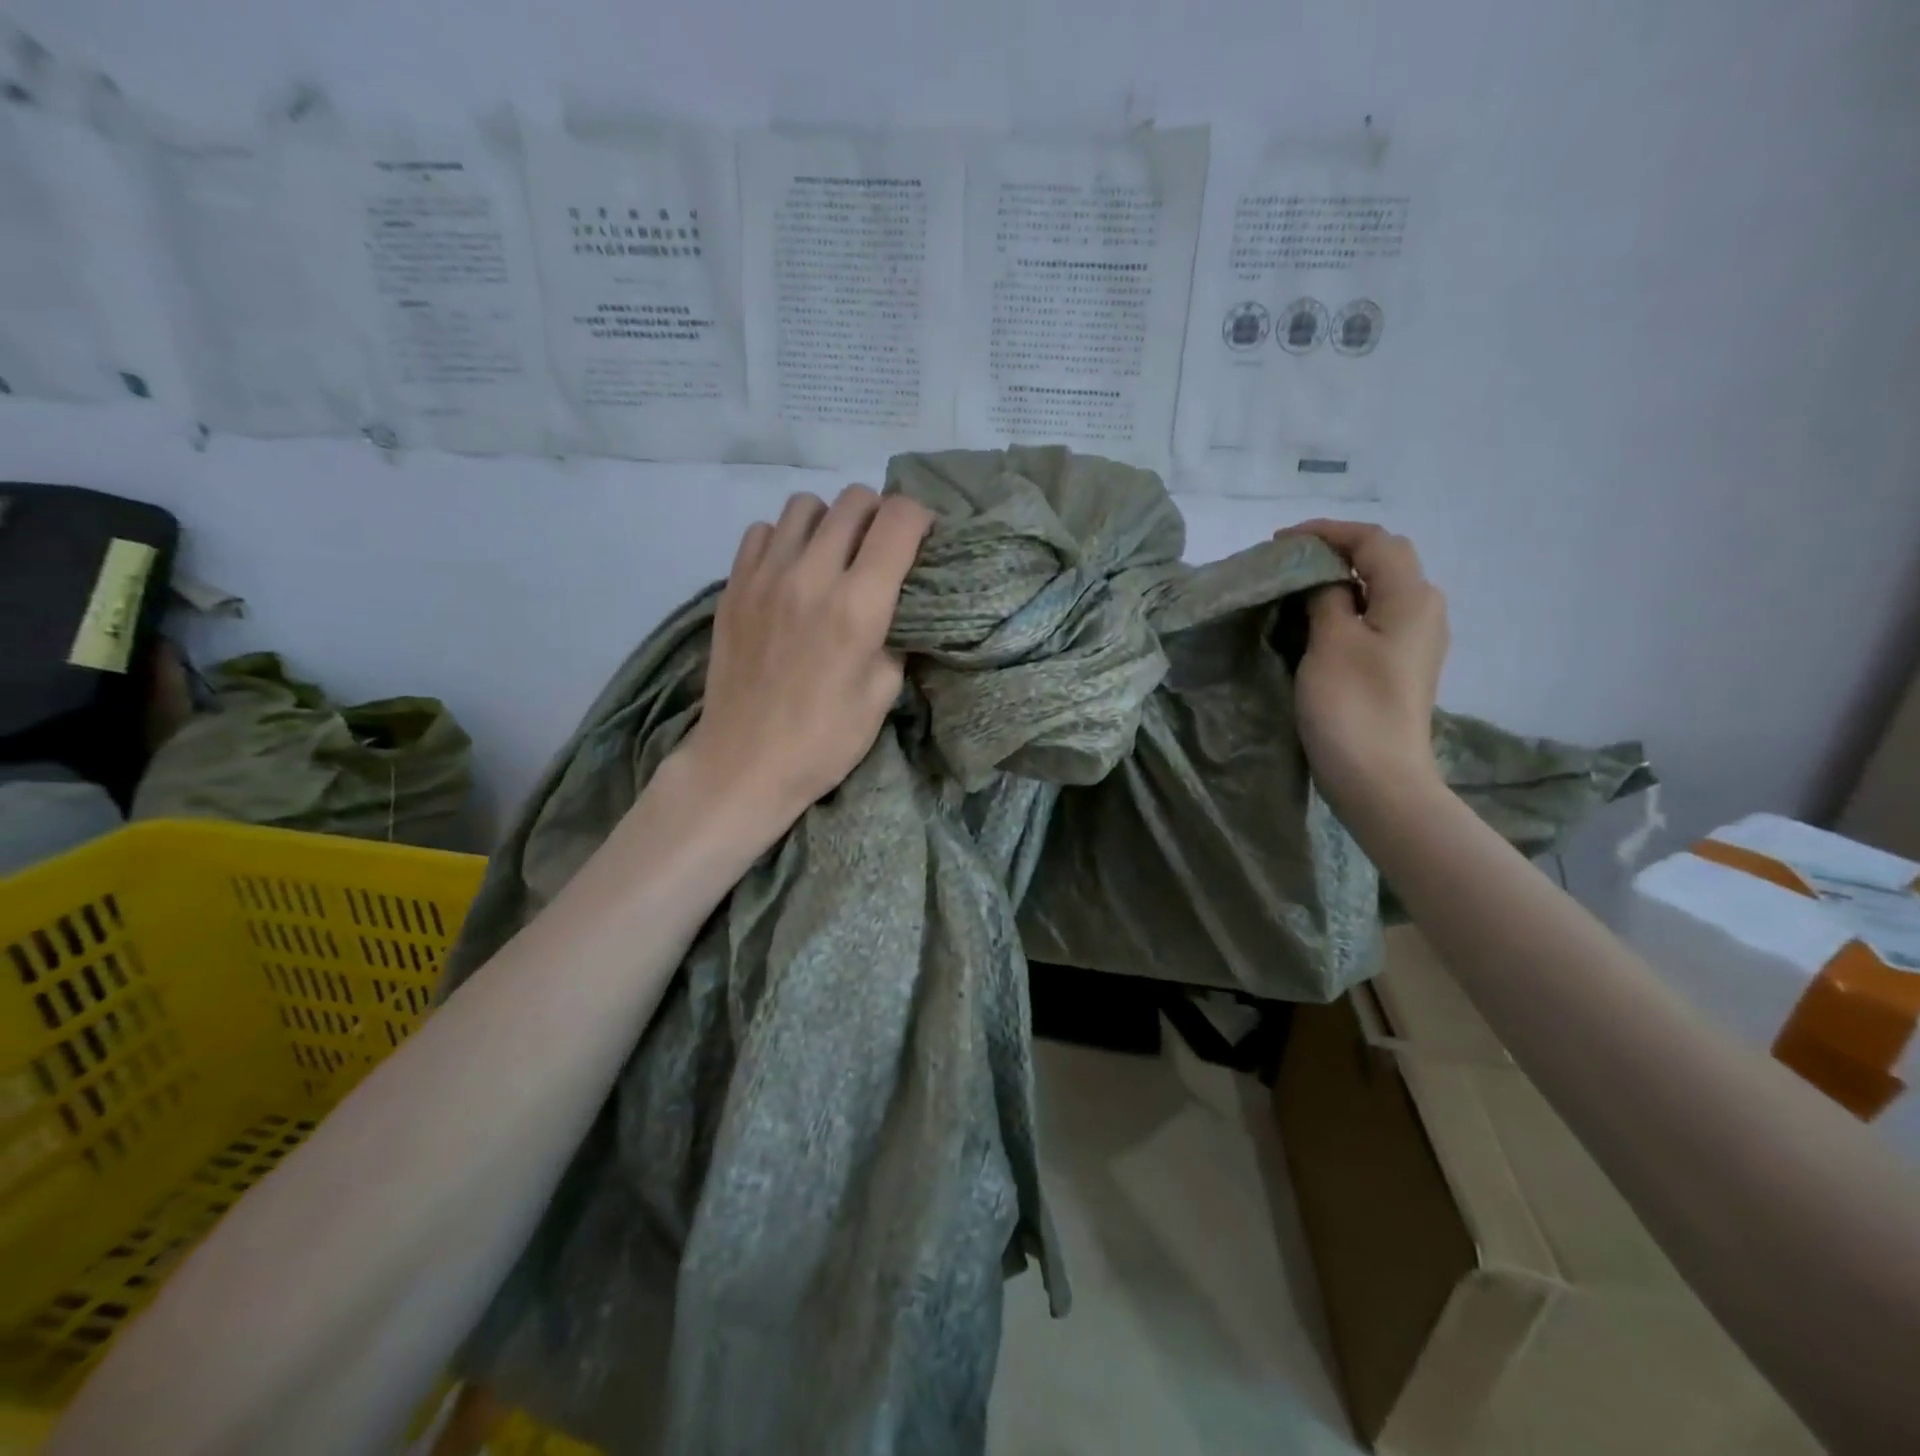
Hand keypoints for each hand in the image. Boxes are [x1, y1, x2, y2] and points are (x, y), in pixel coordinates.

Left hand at [676, 485, 932, 840]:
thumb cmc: (824, 741)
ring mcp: (765, 576)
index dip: (920, 519)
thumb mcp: (883, 695)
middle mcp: (811, 576)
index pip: (897, 520)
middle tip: (882, 549)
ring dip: (830, 522)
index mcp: (858, 606)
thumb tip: (898, 606)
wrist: (744, 764)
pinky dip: (786, 539)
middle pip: (854, 501)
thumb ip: (897, 638)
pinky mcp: (733, 586)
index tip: (924, 539)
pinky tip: (792, 571)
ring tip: (835, 555)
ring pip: (805, 506)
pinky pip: (763, 530)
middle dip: (879, 516)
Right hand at [1279, 520, 1449, 812]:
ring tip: (1295, 586)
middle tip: (1288, 560)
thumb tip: (1326, 581)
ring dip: (1339, 580)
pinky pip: (1374, 618)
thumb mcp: (1331, 642)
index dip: (1328, 532)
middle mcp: (1423, 610)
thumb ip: (1327, 598)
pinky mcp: (1400, 665)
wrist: (1379, 778)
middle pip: (1383, 560)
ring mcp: (1415, 640)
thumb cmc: (1353, 706)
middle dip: (1336, 551)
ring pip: (1378, 589)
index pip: (1373, 541)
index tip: (1280, 540)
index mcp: (1411, 597)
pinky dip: (1344, 607)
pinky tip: (1315, 621)